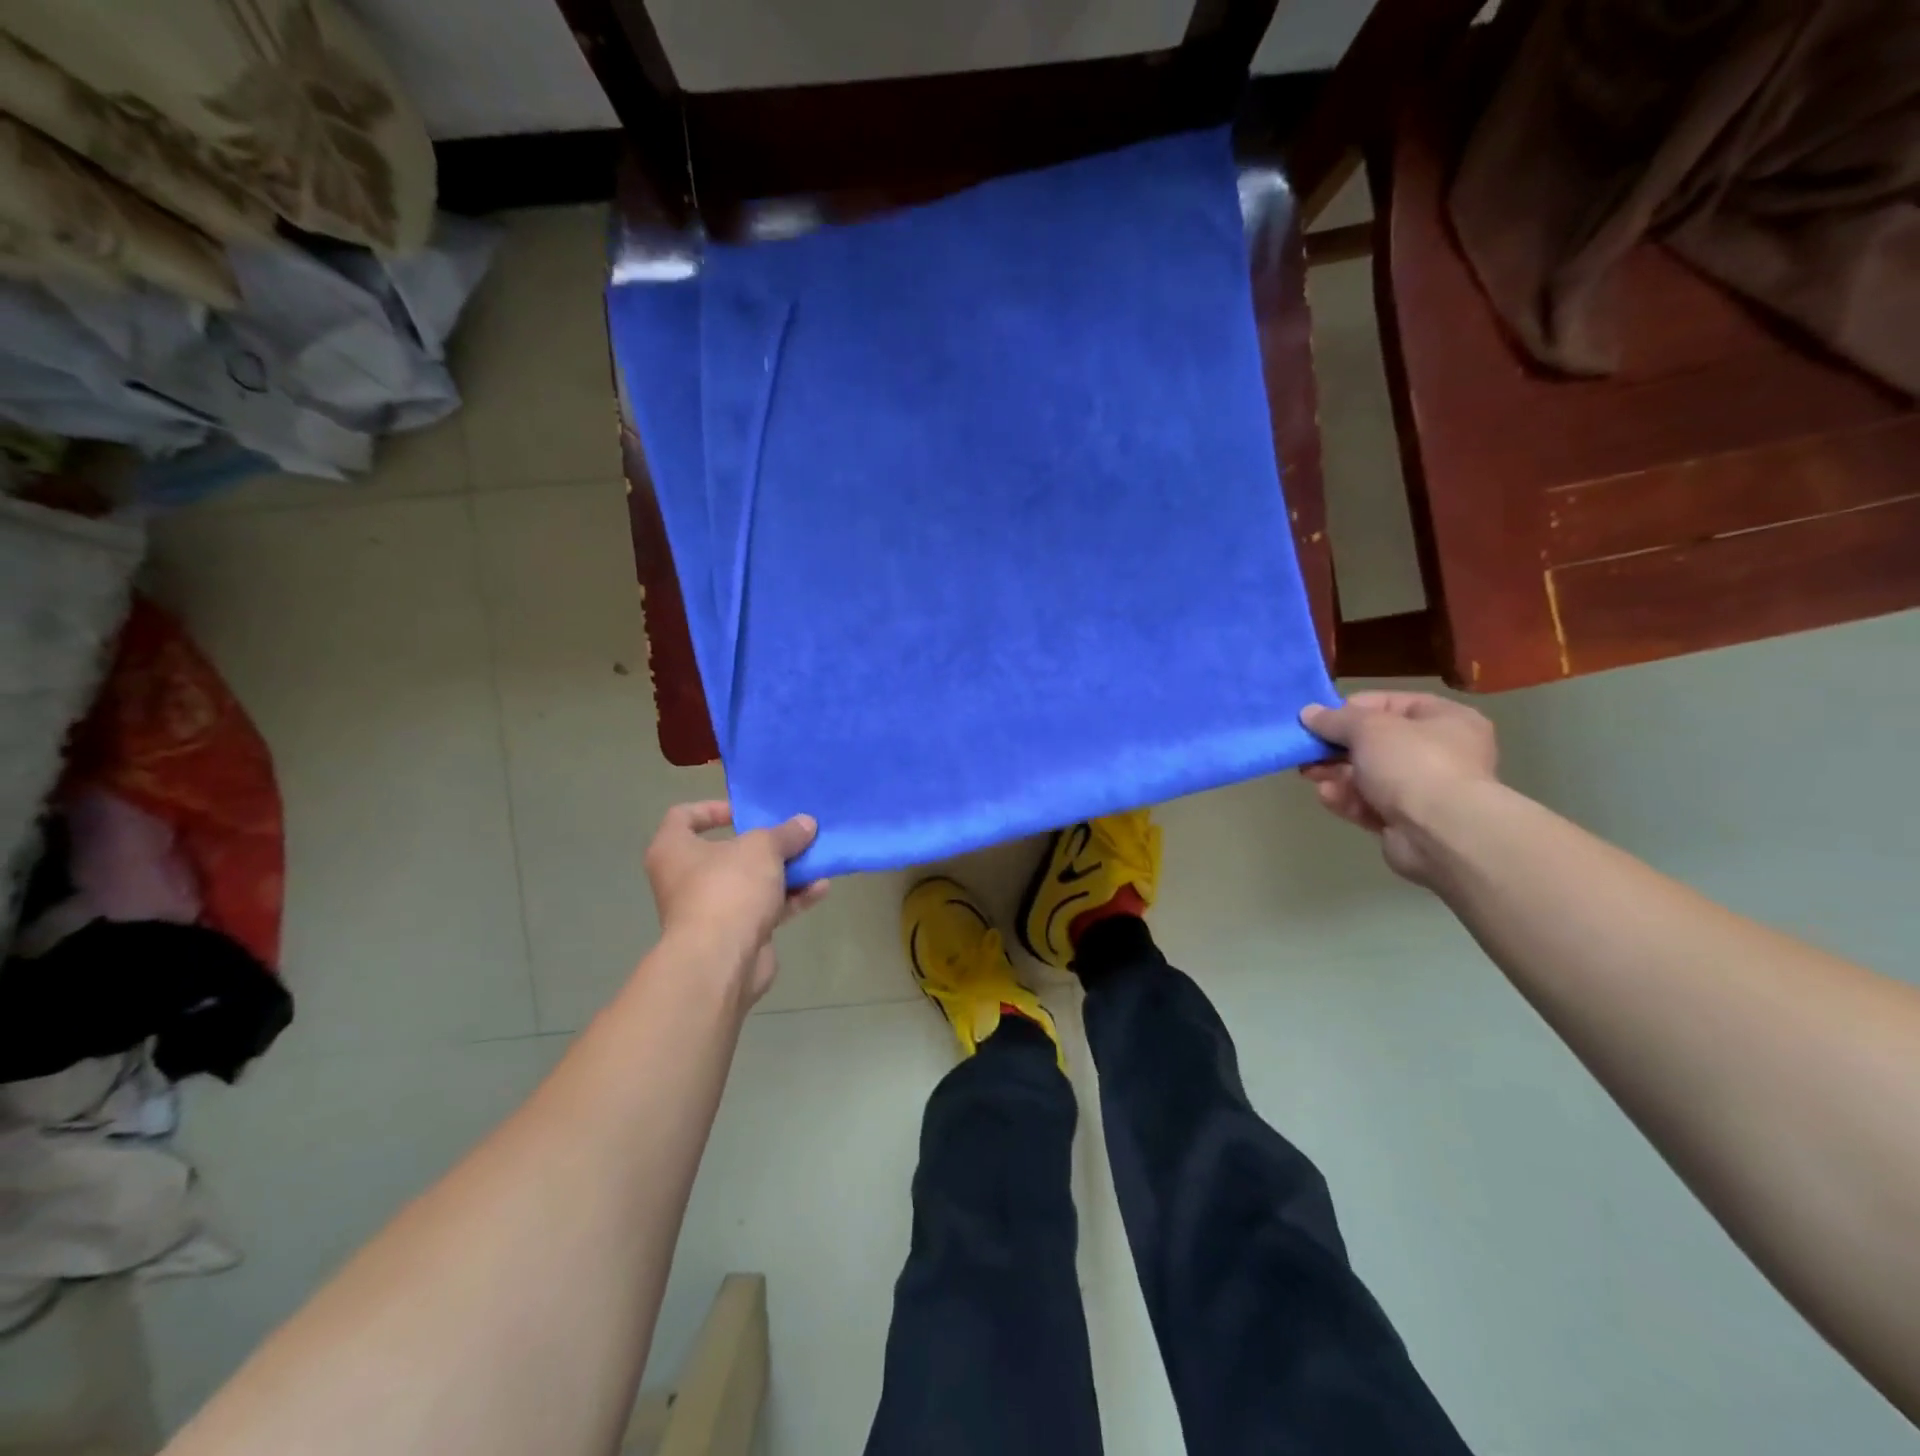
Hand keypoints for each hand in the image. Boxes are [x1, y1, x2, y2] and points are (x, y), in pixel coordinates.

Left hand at [643, 801, 828, 1006]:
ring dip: (784, 872)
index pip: (683, 817)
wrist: (721, 961)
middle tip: (792, 835)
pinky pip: (764, 908)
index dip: (713, 809)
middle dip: (764, 845)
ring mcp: (710, 910)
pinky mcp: (735, 935)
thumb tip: (805, 823)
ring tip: (816, 860)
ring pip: (751, 882)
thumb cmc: (728, 888)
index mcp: (674, 850)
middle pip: (727, 852)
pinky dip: (790, 898)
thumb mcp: (763, 848)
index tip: (746, 812)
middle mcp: (686, 879)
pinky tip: (820, 889)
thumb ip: (785, 833)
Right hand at [1300, 691, 1498, 884]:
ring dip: (1337, 774)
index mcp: (1446, 720)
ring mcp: (1425, 790)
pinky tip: (1326, 796)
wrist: (1441, 834)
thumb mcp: (1368, 728)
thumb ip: (1335, 719)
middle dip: (1337, 747)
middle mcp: (1440, 752)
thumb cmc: (1412, 764)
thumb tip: (1308, 713)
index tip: (1320, 719)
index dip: (1353, 709)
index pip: (1392, 703)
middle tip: (1307, 749)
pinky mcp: (1407, 822)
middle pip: (1376, 743)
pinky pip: (1371, 804)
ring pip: (1369, 776)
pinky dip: (1347, 800)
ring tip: (1308, 773)